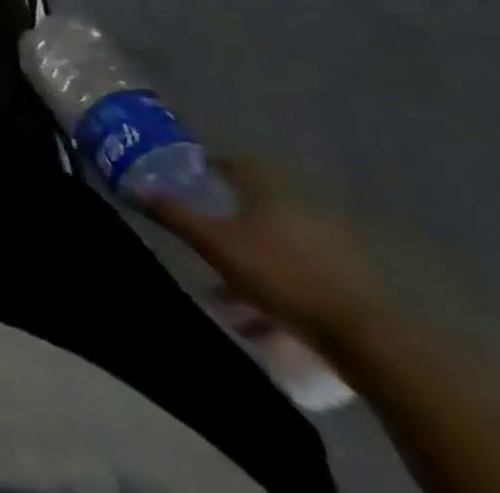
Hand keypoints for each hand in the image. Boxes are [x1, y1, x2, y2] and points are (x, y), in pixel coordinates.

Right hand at [147, 158, 382, 346]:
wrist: (366, 337)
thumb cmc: (281, 274)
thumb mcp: (215, 244)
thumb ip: (174, 215)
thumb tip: (133, 187)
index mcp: (269, 190)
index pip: (236, 163)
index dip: (212, 166)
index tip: (192, 178)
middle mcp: (300, 208)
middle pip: (255, 206)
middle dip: (227, 221)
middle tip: (203, 235)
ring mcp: (328, 247)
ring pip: (275, 246)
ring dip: (249, 263)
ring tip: (222, 292)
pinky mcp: (346, 284)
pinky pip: (298, 277)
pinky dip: (275, 290)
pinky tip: (256, 320)